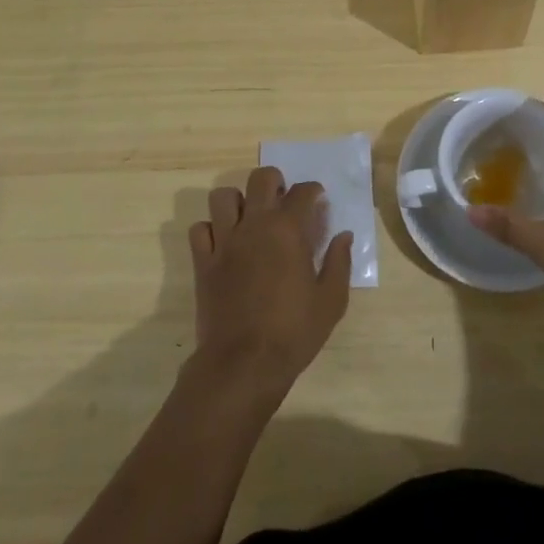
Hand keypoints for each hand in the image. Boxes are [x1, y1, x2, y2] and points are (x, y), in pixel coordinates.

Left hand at [188, 166, 352, 401]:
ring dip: (238, 201)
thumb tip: (343, 236)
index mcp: (288, 231)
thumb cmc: (293, 332)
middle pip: (260, 179)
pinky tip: (224, 243)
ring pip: (223, 197)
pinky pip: (199, 229)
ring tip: (249, 217)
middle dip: (275, 182)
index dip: (314, 191)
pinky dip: (211, 229)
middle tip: (283, 200)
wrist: (243, 364)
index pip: (303, 192)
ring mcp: (224, 242)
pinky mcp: (203, 262)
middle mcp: (255, 226)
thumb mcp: (331, 301)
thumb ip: (339, 263)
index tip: (318, 199)